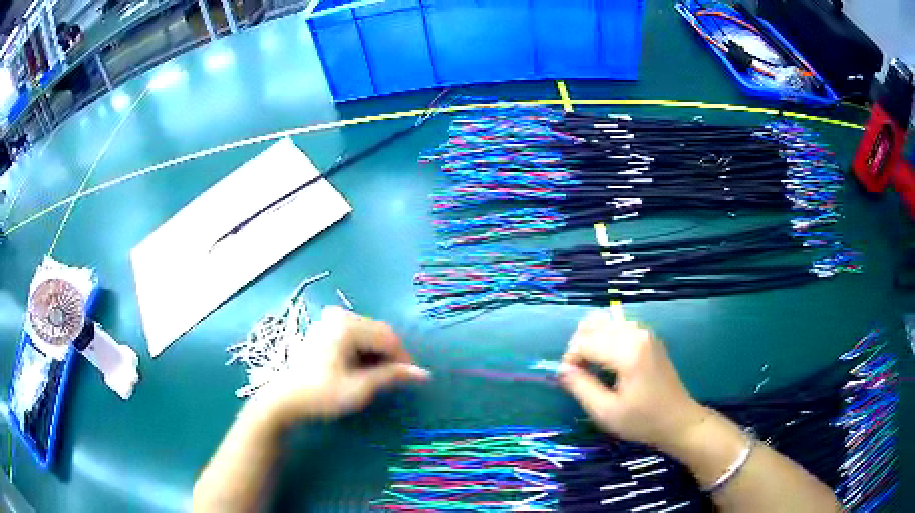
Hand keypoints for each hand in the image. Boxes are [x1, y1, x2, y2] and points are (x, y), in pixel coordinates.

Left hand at [251, 306, 429, 425]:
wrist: (285, 399)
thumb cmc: (322, 395)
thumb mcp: (359, 388)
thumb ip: (391, 376)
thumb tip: (423, 373)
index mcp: (347, 325)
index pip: (388, 337)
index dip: (403, 358)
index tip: (412, 378)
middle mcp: (339, 316)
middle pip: (378, 332)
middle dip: (390, 355)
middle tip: (396, 379)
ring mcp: (329, 320)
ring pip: (368, 333)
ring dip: (378, 353)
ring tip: (378, 377)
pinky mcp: (324, 328)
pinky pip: (355, 335)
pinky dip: (364, 350)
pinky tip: (361, 368)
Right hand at [559, 310, 708, 450]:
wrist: (679, 420)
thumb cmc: (643, 420)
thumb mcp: (606, 412)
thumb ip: (581, 387)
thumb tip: (562, 369)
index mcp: (627, 351)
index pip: (584, 342)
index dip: (570, 360)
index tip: (569, 380)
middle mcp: (636, 333)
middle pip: (593, 324)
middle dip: (579, 347)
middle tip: (579, 374)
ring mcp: (645, 332)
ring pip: (605, 321)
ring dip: (591, 340)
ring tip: (592, 367)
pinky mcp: (649, 336)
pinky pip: (618, 326)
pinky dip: (605, 338)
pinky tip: (607, 360)